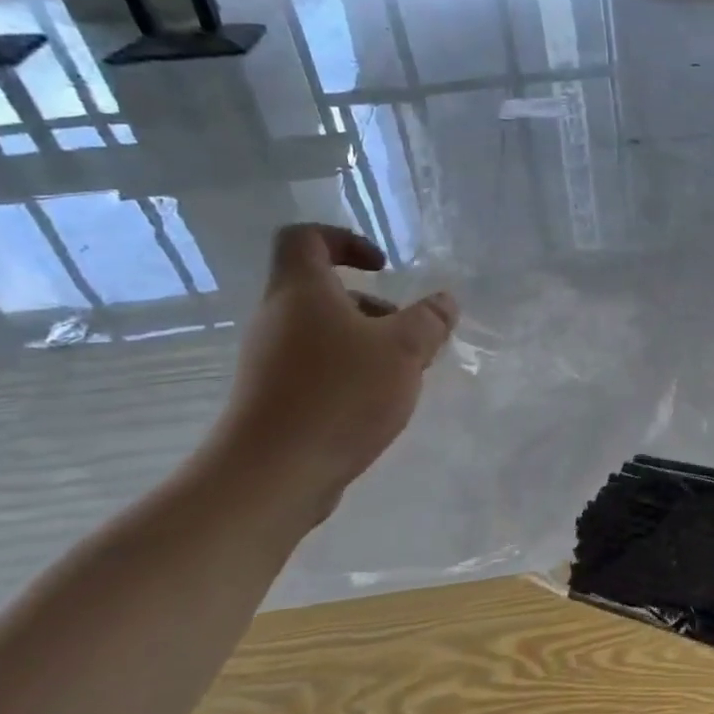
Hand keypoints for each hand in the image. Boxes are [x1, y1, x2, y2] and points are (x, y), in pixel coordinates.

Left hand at [212, 224, 457, 519]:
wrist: (271, 475)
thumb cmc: (339, 395)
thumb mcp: (404, 350)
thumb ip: (429, 320)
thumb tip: (444, 302)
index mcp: (300, 291)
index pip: (305, 238)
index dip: (345, 240)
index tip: (382, 268)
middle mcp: (276, 319)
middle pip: (321, 292)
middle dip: (373, 307)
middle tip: (409, 335)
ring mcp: (269, 361)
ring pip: (322, 334)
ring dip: (366, 344)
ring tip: (402, 377)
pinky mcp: (272, 398)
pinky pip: (315, 368)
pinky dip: (348, 374)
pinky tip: (376, 406)